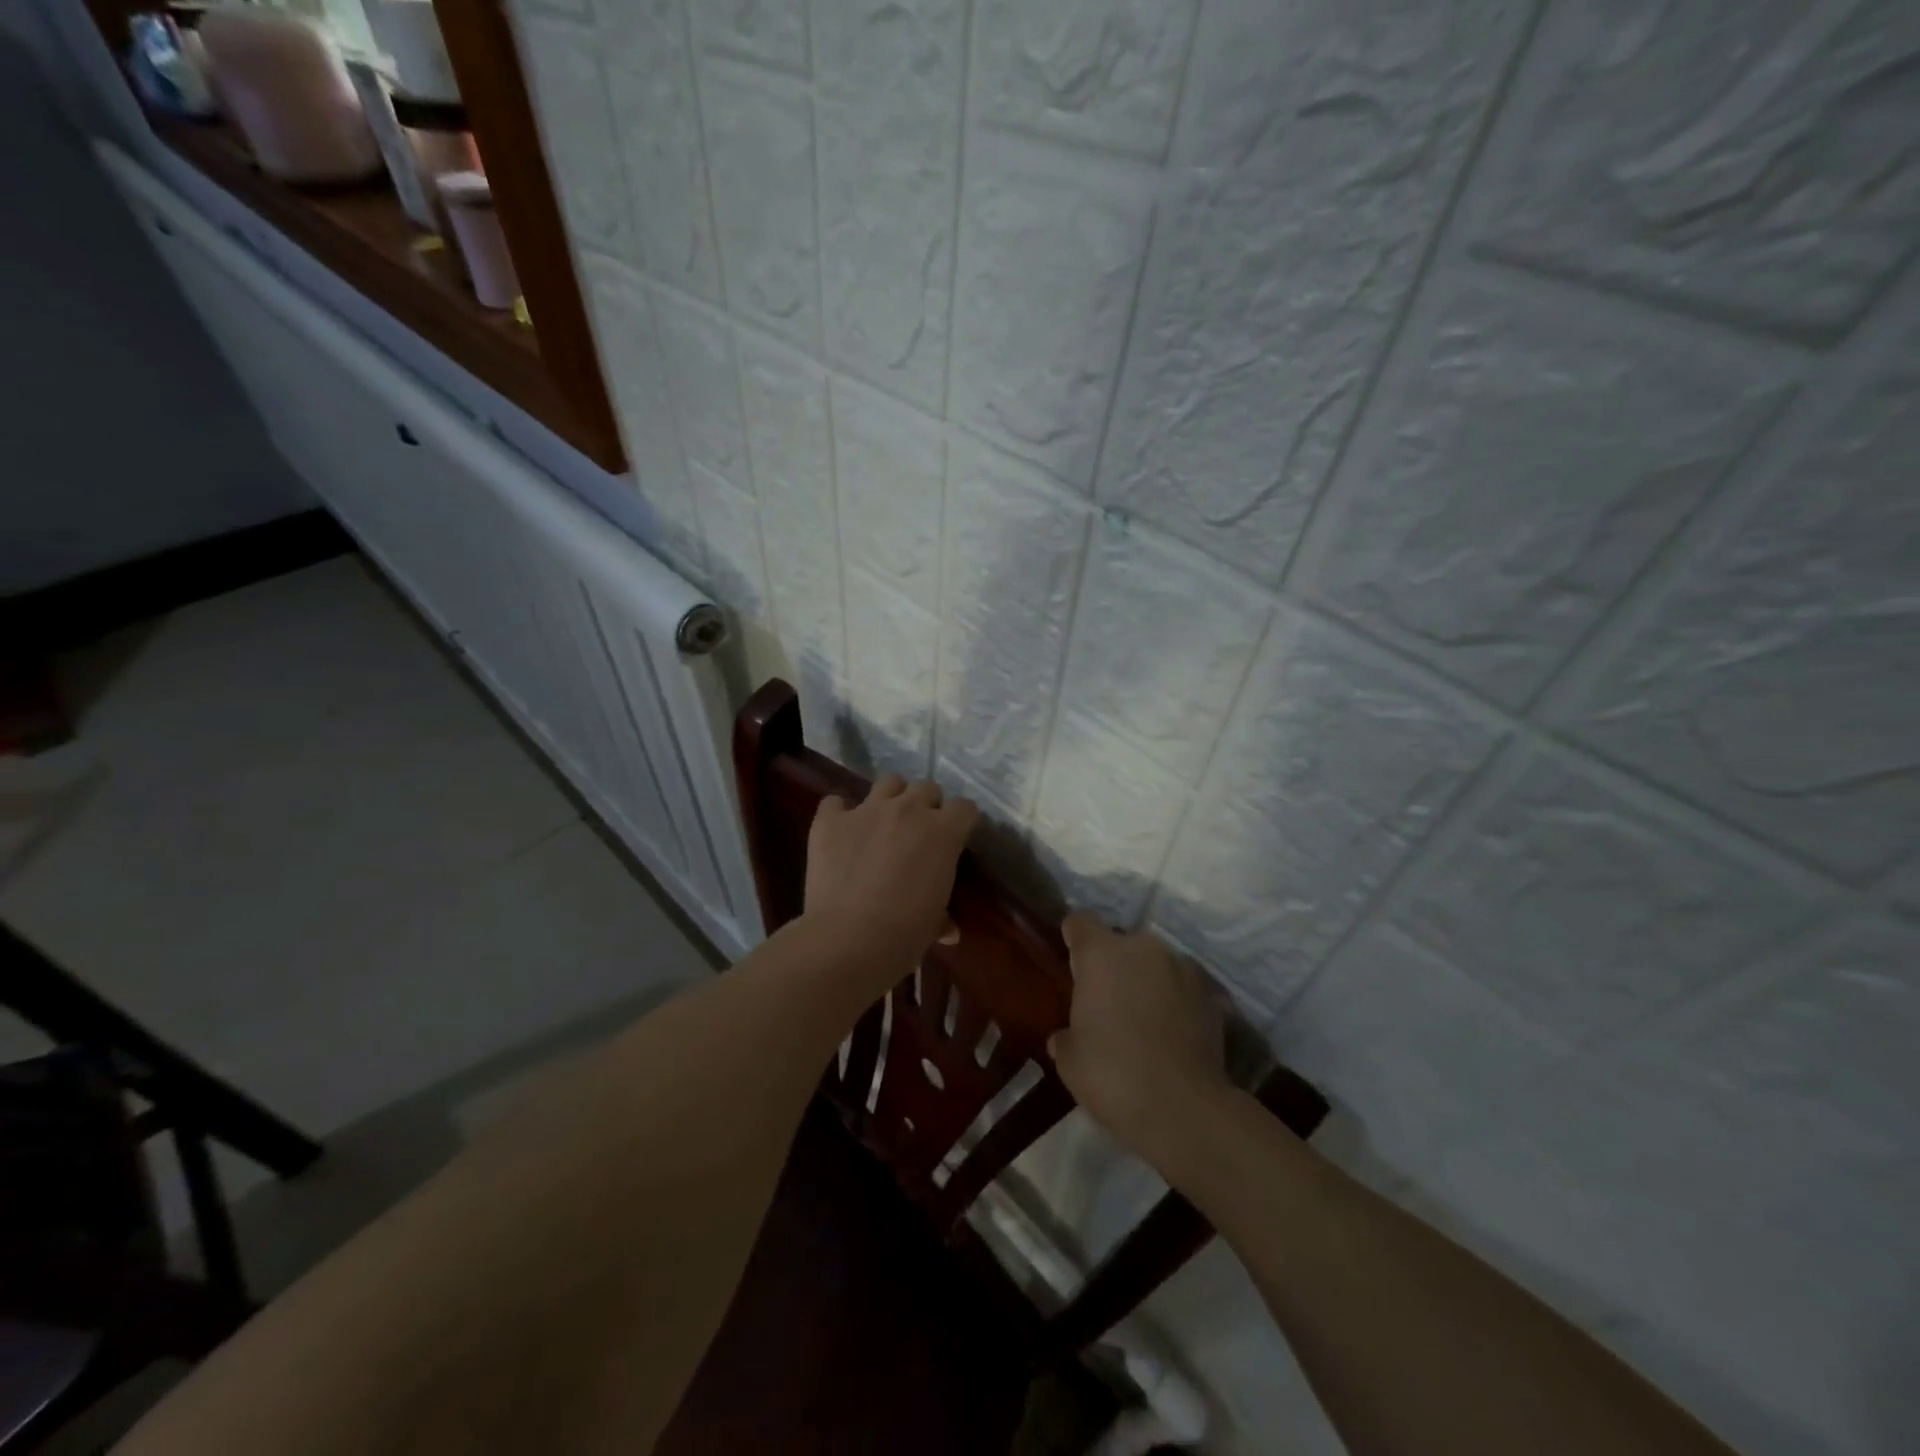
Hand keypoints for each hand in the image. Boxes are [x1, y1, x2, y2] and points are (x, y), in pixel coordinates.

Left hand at [803, 773, 978, 973]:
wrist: (849, 939)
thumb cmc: (905, 934)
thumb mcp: (933, 923)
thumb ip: (942, 916)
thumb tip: (948, 929)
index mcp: (943, 832)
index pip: (965, 808)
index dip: (961, 822)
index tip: (956, 838)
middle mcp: (908, 810)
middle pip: (927, 788)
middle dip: (927, 805)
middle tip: (919, 832)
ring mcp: (867, 810)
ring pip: (889, 781)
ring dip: (891, 797)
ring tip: (884, 821)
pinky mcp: (831, 821)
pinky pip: (835, 803)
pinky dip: (839, 813)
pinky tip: (840, 833)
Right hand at [1049, 913, 1230, 1164]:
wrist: (1183, 1108)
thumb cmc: (1112, 1074)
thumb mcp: (1070, 1061)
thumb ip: (1066, 1036)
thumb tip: (1065, 1036)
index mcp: (1101, 953)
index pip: (1080, 922)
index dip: (1073, 939)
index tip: (1072, 965)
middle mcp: (1143, 948)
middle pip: (1121, 942)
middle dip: (1113, 964)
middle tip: (1106, 1001)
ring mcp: (1182, 968)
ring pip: (1155, 964)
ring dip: (1147, 981)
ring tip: (1143, 1019)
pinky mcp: (1211, 996)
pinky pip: (1183, 989)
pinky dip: (1175, 1003)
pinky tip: (1170, 1036)